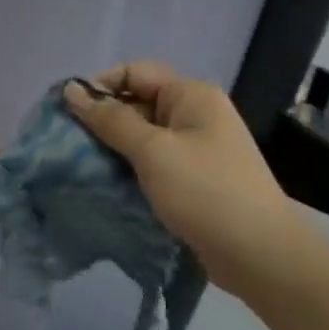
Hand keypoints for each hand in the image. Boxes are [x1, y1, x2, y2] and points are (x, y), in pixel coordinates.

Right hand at [64, 63, 320, 298]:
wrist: (261, 256)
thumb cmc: (206, 193)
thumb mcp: (153, 151)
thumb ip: (111, 120)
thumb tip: (72, 90)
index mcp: (191, 95)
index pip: (134, 73)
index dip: (99, 87)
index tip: (67, 113)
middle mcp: (195, 114)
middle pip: (137, 103)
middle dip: (103, 120)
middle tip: (68, 145)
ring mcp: (196, 147)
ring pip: (143, 136)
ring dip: (113, 148)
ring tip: (81, 166)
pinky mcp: (194, 178)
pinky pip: (153, 162)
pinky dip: (130, 169)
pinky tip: (107, 185)